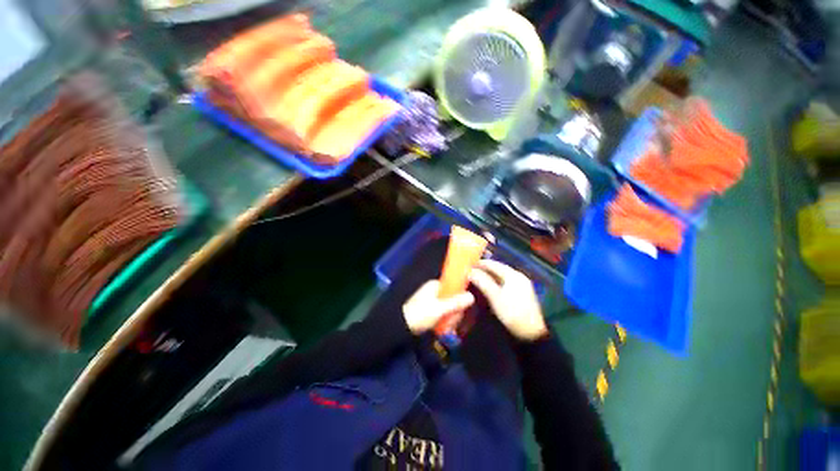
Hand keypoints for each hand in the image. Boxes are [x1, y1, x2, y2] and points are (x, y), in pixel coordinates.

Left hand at [403, 281, 474, 334]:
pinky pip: (443, 313)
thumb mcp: (439, 309)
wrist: (401, 327)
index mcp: (435, 285)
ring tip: (448, 327)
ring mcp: (431, 300)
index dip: (460, 297)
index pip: (454, 286)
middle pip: (452, 298)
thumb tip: (471, 296)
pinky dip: (445, 320)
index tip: (463, 309)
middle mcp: (434, 291)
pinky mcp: (430, 310)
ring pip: (448, 307)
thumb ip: (455, 303)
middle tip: (453, 322)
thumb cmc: (420, 314)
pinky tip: (445, 328)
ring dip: (450, 318)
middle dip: (454, 311)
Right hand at [469, 260, 547, 340]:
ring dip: (489, 275)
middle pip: (498, 268)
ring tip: (476, 277)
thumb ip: (482, 282)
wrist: (532, 333)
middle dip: (484, 269)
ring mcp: (521, 285)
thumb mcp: (495, 297)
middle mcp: (518, 276)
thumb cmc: (512, 312)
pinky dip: (495, 282)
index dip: (480, 263)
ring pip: (501, 276)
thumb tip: (470, 271)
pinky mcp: (521, 293)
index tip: (468, 264)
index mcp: (513, 275)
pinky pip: (504, 282)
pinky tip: (488, 285)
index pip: (494, 264)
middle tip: (470, 271)